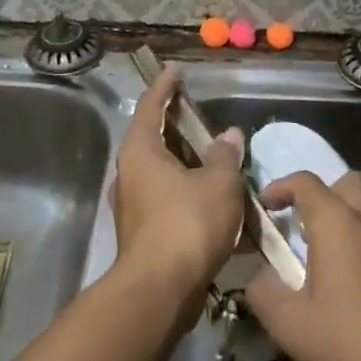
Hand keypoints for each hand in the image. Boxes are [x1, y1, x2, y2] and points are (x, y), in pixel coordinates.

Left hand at [107, 66, 244, 305]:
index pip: (152, 106)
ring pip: (161, 171)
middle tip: (200, 113)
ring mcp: (133, 204)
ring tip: (214, 155)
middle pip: (153, 138)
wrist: (160, 290)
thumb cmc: (188, 225)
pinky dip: (187, 190)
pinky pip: (166, 197)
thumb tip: (230, 135)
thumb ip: (225, 156)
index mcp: (141, 151)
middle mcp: (130, 173)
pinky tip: (213, 197)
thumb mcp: (218, 184)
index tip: (175, 70)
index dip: (165, 86)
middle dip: (177, 125)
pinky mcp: (143, 231)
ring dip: (185, 161)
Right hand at [244, 171, 360, 360]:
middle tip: (304, 226)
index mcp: (338, 223)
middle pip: (348, 183)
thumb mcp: (289, 325)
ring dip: (351, 217)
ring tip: (332, 254)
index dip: (280, 187)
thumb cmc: (351, 344)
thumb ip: (263, 290)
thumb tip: (260, 276)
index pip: (305, 181)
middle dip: (323, 194)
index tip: (265, 208)